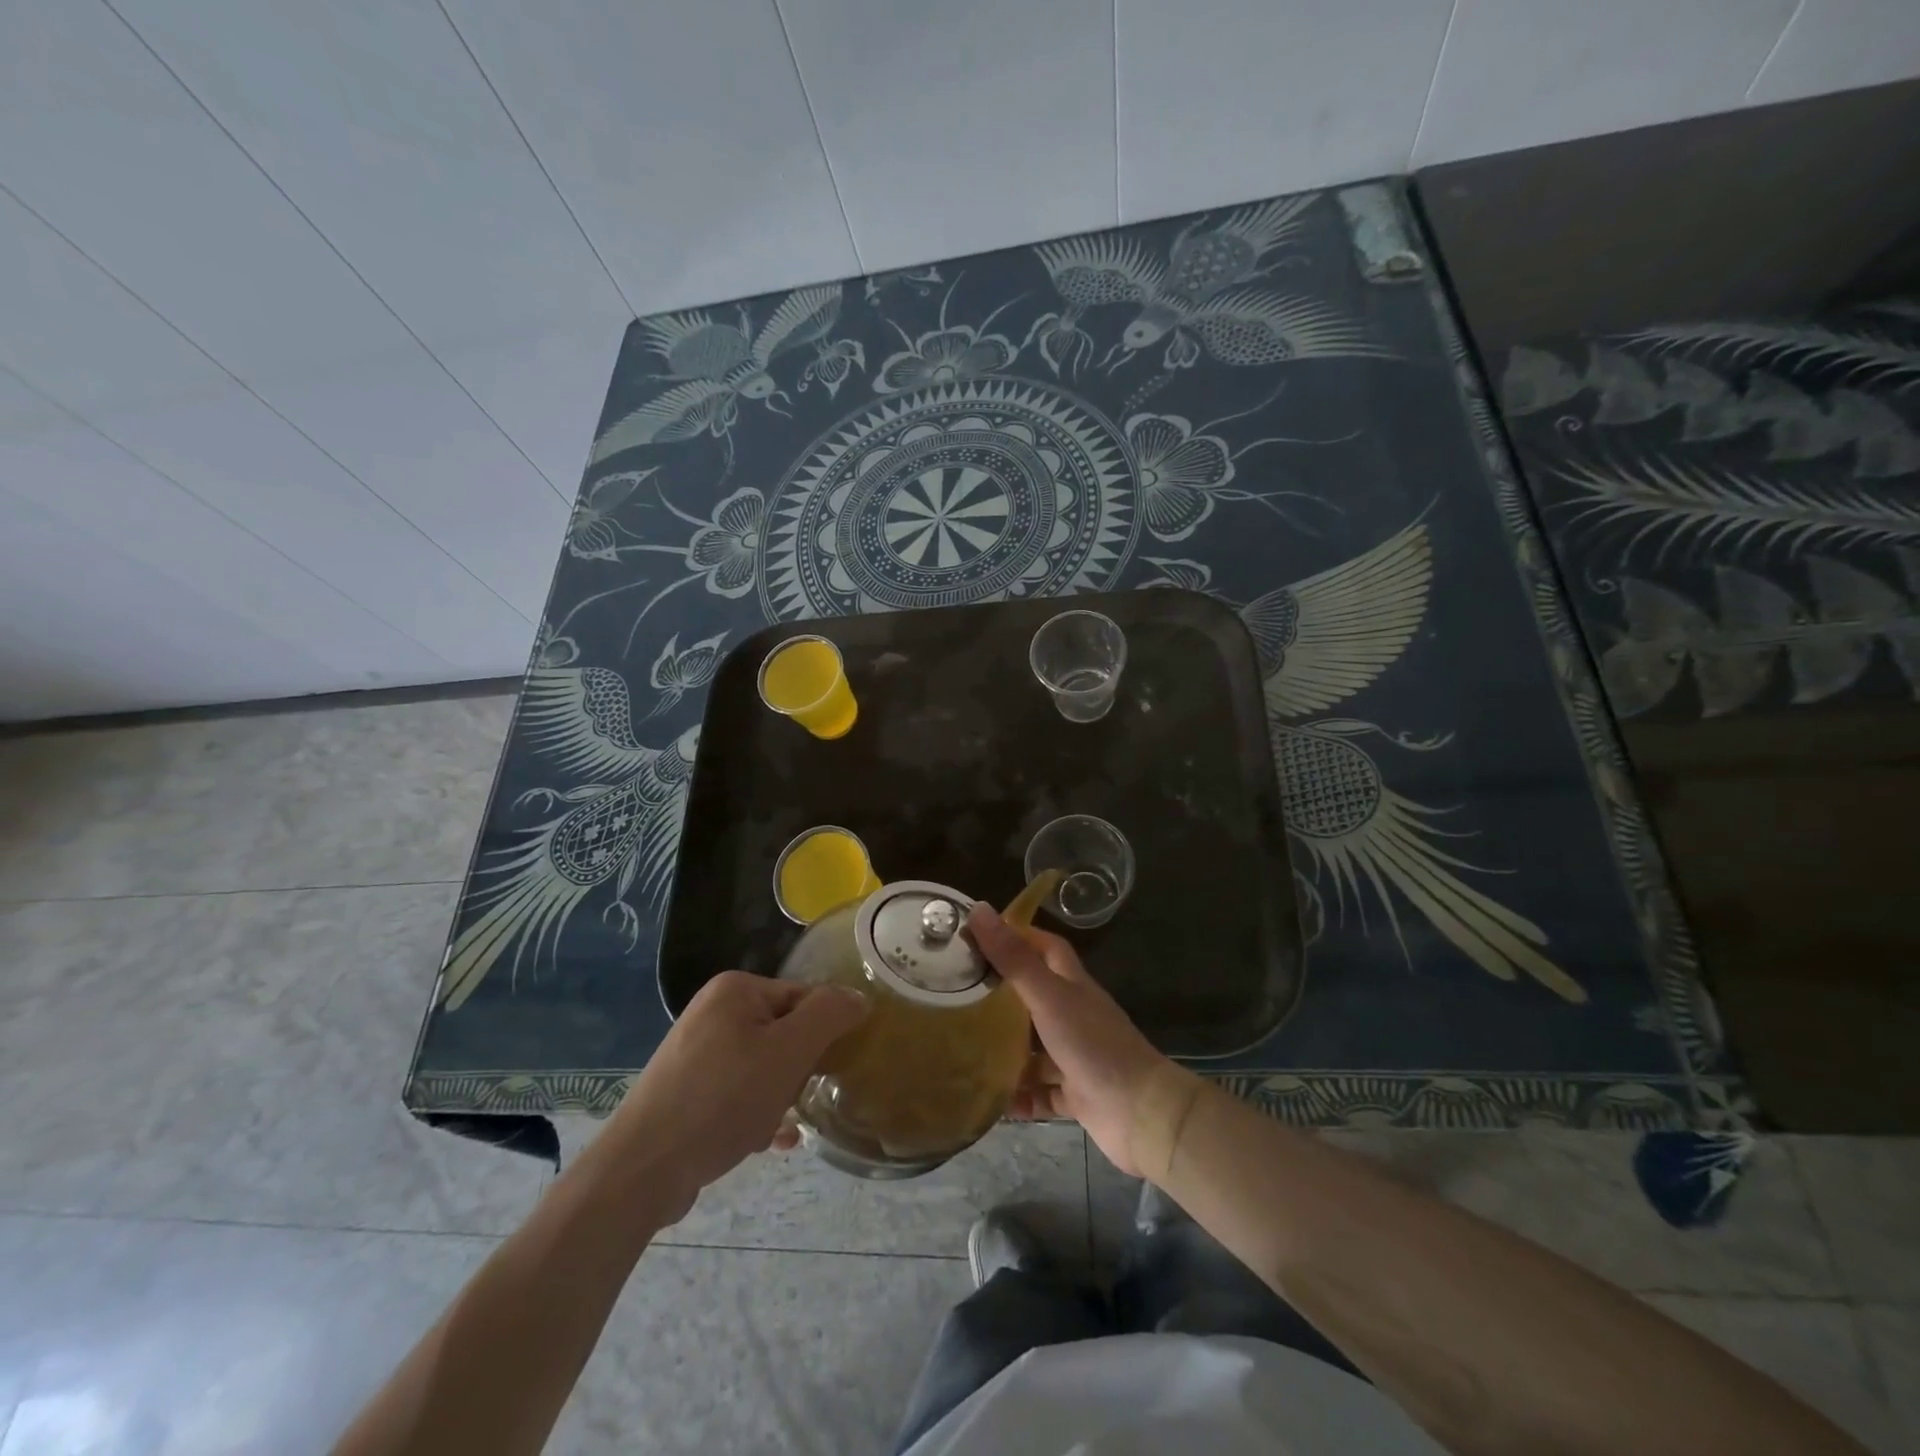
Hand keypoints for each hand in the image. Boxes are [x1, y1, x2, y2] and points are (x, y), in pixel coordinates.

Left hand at [606, 971, 868, 1219]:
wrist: (642, 1170)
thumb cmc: (722, 1100)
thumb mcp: (788, 1052)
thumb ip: (829, 1015)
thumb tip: (859, 997)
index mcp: (735, 989)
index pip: (804, 997)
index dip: (822, 1034)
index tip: (828, 1071)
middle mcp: (713, 1011)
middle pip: (784, 1032)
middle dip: (797, 1071)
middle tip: (794, 1100)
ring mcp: (696, 1051)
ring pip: (763, 1066)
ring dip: (778, 1096)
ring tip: (776, 1127)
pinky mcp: (686, 1090)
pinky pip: (737, 1091)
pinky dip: (755, 1111)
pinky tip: (766, 1140)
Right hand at [968, 904, 1184, 1177]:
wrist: (1141, 1114)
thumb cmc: (1093, 1045)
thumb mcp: (1048, 996)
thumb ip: (1014, 958)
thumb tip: (979, 909)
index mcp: (1071, 985)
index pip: (1046, 948)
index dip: (1018, 937)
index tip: (980, 937)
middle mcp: (1073, 1016)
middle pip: (1033, 998)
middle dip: (1000, 997)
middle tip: (958, 996)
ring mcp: (1074, 1056)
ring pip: (1033, 1049)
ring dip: (1004, 1052)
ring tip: (963, 1051)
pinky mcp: (1074, 1095)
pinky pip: (1039, 1092)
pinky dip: (1018, 1097)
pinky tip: (991, 1101)